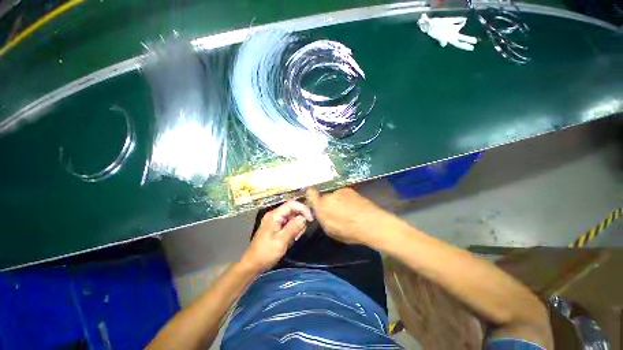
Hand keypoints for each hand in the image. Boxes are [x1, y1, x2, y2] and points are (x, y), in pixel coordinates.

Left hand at [241, 201, 312, 272]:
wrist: (253, 264)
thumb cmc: (266, 253)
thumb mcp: (281, 241)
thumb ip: (293, 228)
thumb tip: (304, 218)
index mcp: (274, 215)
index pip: (292, 204)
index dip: (303, 209)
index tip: (311, 219)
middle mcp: (275, 215)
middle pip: (293, 210)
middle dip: (300, 220)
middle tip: (299, 234)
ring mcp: (276, 221)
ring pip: (293, 218)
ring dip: (297, 227)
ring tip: (294, 239)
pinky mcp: (277, 227)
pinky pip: (289, 224)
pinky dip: (293, 231)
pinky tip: (291, 240)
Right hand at [306, 187, 393, 246]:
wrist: (371, 223)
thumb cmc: (349, 231)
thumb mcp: (330, 230)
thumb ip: (322, 219)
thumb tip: (320, 213)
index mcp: (321, 206)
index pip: (310, 194)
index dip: (311, 196)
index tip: (314, 201)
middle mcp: (329, 196)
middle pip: (323, 196)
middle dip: (326, 202)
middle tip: (334, 211)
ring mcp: (340, 191)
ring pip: (334, 195)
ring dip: (336, 200)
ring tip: (346, 209)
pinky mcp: (349, 189)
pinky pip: (343, 194)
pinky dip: (345, 198)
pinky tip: (353, 206)